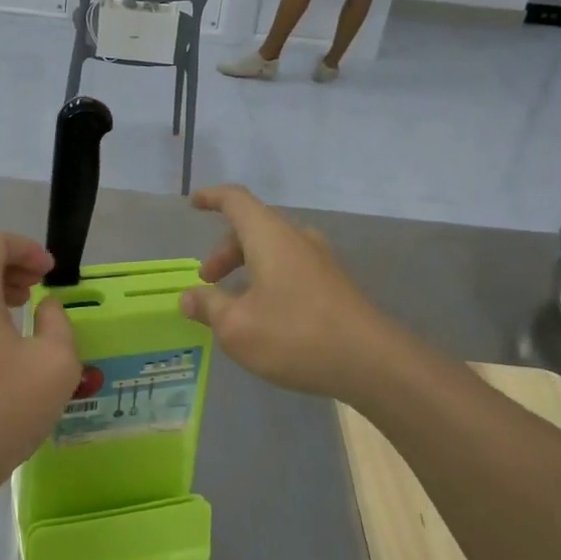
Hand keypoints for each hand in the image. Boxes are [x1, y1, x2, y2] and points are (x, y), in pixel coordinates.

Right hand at [180, 185, 404, 403]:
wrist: (372, 361)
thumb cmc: (295, 335)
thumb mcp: (237, 327)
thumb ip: (209, 306)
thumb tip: (188, 296)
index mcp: (269, 237)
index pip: (235, 200)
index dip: (212, 198)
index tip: (194, 204)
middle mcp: (296, 239)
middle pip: (253, 226)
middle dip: (225, 249)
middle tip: (208, 280)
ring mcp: (320, 260)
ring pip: (273, 248)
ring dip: (247, 265)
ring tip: (233, 300)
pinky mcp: (334, 283)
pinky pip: (291, 267)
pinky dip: (268, 278)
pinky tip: (266, 313)